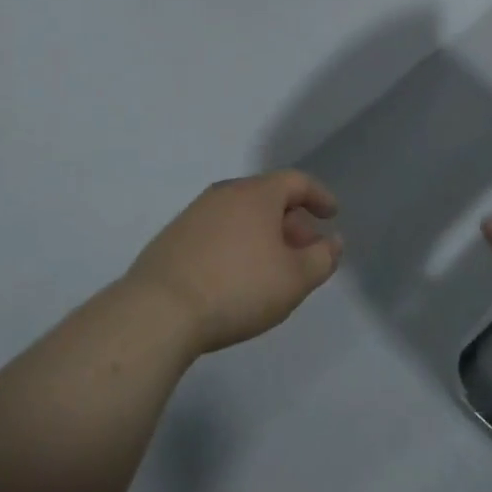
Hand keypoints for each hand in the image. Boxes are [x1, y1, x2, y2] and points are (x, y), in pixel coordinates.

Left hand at [124, 170, 343, 355]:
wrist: (159, 310)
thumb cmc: (237, 287)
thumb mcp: (294, 279)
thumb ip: (322, 258)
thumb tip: (332, 242)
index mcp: (257, 194)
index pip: (296, 181)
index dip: (319, 196)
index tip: (332, 215)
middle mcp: (225, 193)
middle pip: (268, 197)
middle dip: (293, 221)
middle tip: (306, 250)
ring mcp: (195, 213)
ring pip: (241, 215)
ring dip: (264, 234)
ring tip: (273, 267)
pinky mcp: (173, 237)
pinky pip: (218, 231)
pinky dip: (237, 244)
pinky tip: (237, 276)